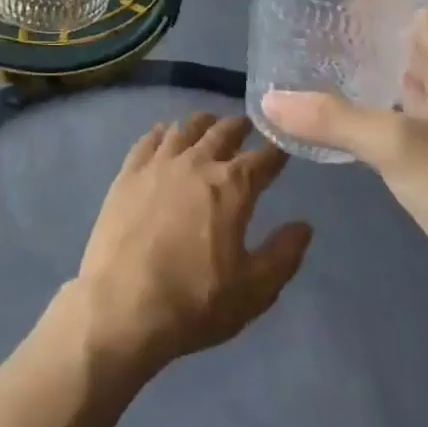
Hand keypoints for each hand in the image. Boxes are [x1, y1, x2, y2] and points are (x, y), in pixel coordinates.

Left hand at [73, 113, 311, 374]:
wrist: (123, 304)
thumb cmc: (195, 302)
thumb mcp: (253, 291)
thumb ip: (283, 254)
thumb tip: (304, 225)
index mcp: (231, 187)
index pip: (262, 159)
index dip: (276, 150)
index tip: (283, 143)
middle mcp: (196, 163)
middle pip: (222, 132)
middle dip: (239, 127)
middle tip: (247, 124)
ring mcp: (158, 163)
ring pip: (185, 129)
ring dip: (202, 123)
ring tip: (210, 122)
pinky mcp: (129, 172)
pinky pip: (149, 140)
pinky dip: (162, 132)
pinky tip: (164, 132)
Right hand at [262, 0, 427, 331]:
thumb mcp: (397, 147)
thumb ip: (332, 118)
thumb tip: (269, 99)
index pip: (425, 8)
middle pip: (413, 42)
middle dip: (367, 32)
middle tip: (314, 30)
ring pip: (409, 81)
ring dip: (371, 70)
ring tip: (320, 66)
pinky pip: (408, 116)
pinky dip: (377, 107)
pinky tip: (345, 118)